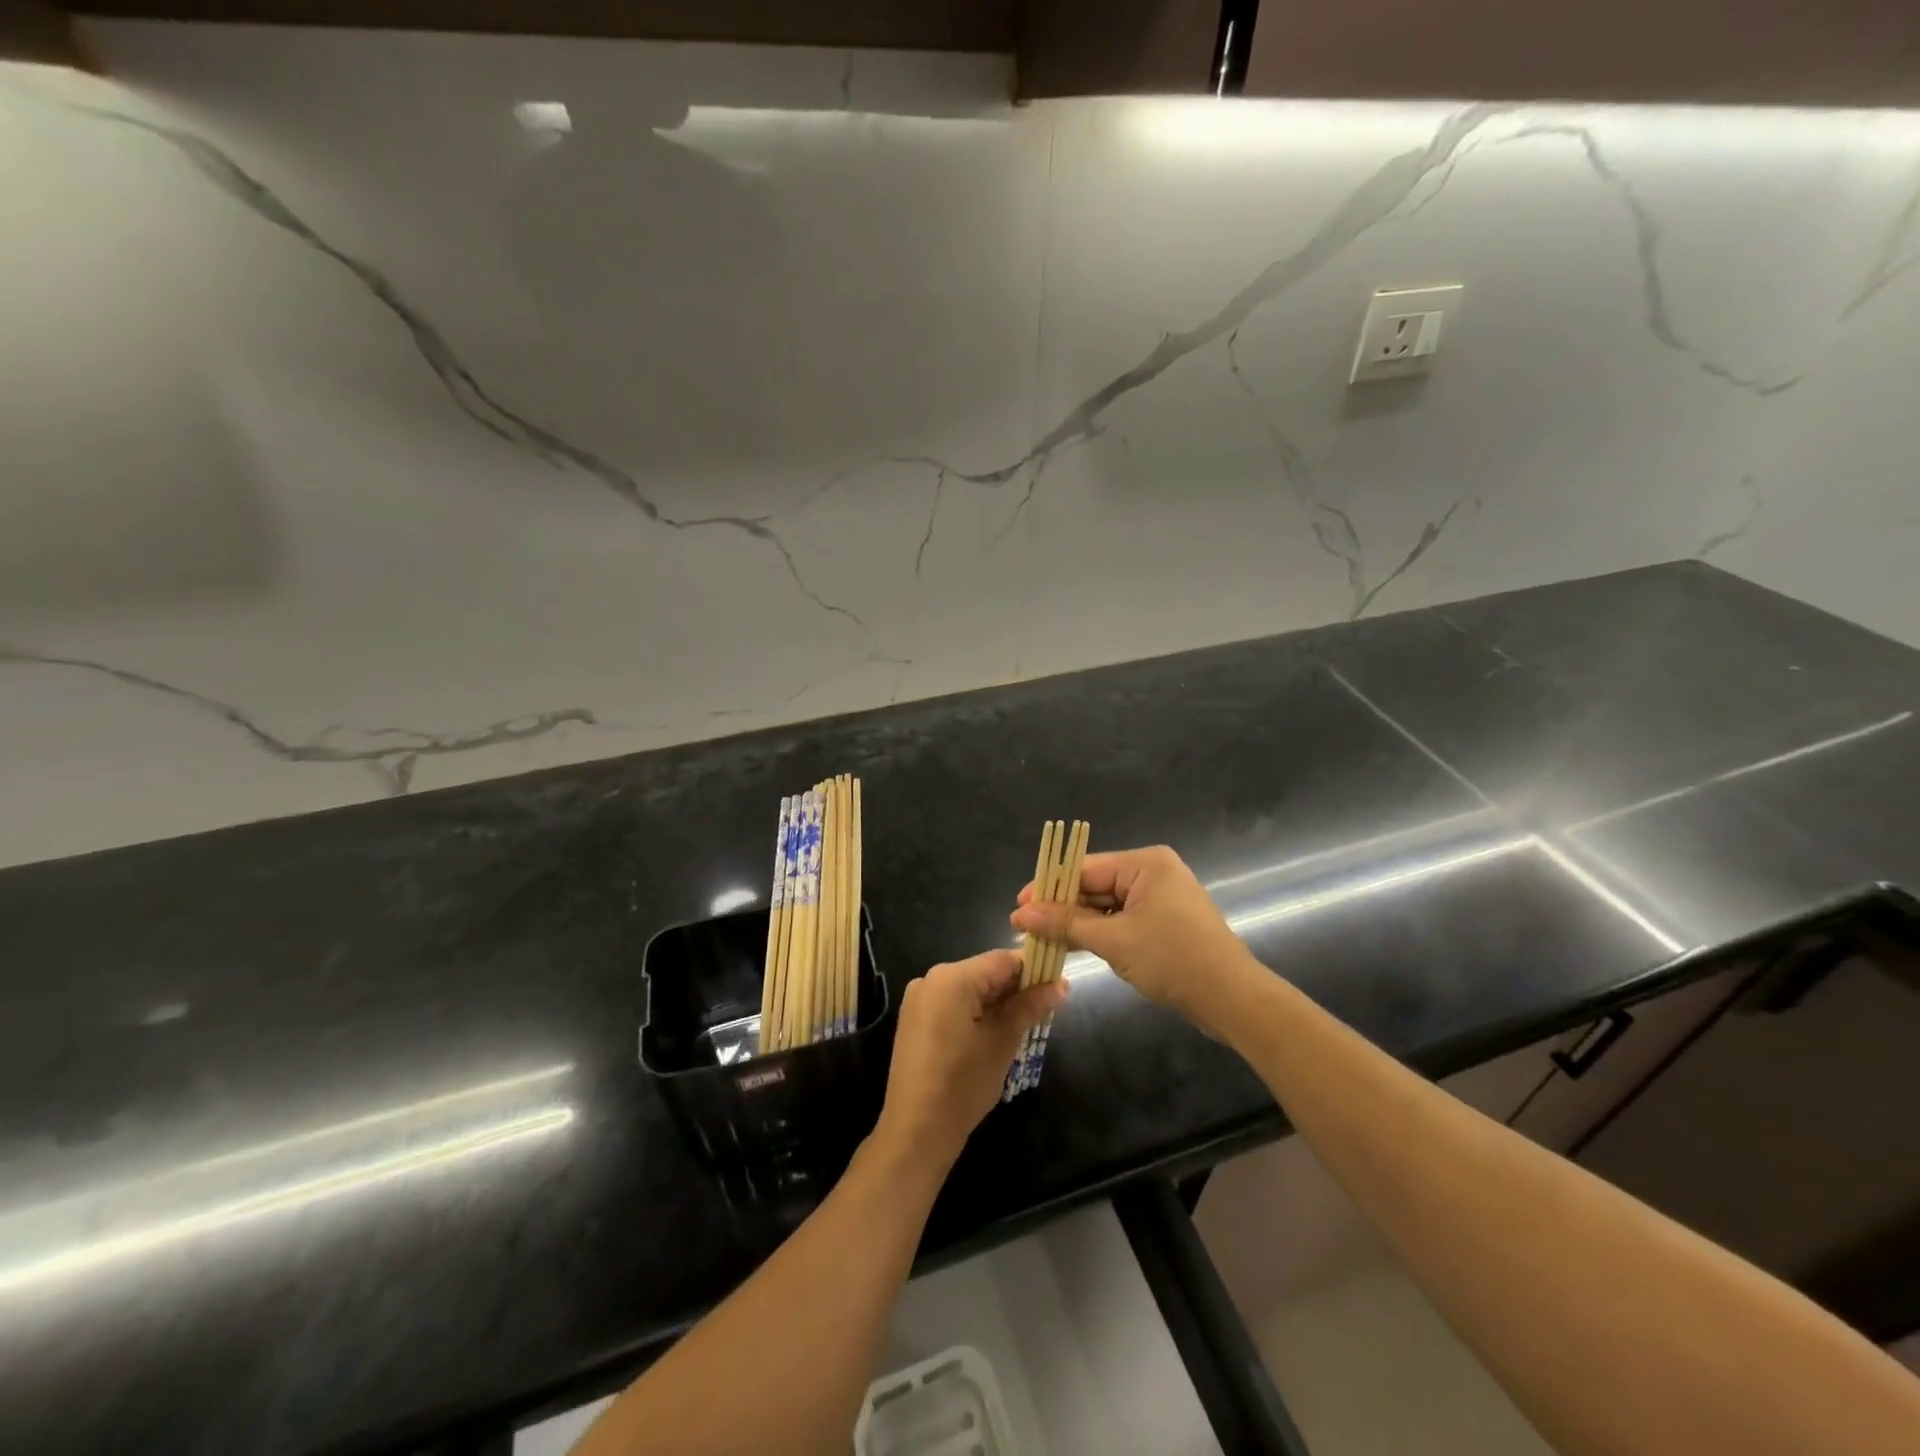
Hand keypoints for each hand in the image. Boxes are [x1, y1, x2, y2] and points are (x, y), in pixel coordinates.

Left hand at [876, 949, 1065, 1170]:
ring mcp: (919, 999)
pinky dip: (976, 1012)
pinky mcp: (915, 1019)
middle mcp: (931, 979)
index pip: (1002, 960)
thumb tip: (1061, 985)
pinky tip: (994, 1034)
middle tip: (1044, 1011)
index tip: (1057, 987)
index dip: (1033, 970)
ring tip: (1024, 1025)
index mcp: (952, 977)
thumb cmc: (963, 1083)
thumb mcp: (1002, 1042)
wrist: (916, 1130)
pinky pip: (953, 1004)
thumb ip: (1029, 1007)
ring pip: (970, 989)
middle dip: (1016, 989)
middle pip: (985, 972)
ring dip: (997, 1002)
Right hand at [1009, 845, 1261, 1037]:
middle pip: (1094, 885)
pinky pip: (1122, 919)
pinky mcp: (1165, 921)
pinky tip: (1073, 945)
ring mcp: (1161, 897)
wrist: (1232, 999)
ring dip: (1078, 922)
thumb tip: (1020, 914)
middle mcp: (1153, 871)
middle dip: (1061, 907)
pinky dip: (1100, 932)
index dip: (1048, 888)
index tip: (1017, 907)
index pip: (1083, 869)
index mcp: (1144, 863)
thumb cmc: (1172, 960)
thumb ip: (1065, 924)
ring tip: (1041, 938)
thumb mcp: (1113, 941)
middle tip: (1024, 927)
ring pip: (1106, 904)